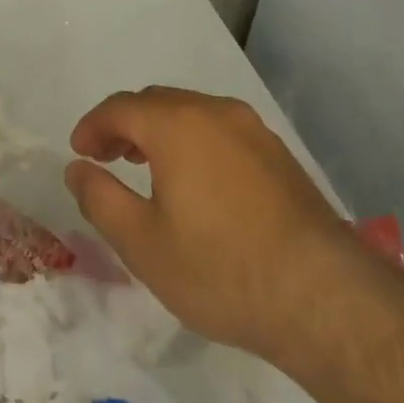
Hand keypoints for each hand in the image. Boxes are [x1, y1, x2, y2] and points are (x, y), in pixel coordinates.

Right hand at [65, 86, 371, 368]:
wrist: (325, 299)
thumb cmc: (220, 269)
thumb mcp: (141, 243)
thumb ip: (99, 198)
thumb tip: (77, 169)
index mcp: (178, 124)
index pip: (121, 107)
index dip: (93, 126)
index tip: (79, 152)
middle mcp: (216, 113)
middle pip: (157, 103)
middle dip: (124, 125)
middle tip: (106, 158)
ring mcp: (254, 131)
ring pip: (192, 114)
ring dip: (160, 132)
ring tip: (144, 166)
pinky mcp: (280, 156)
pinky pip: (220, 132)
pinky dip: (193, 143)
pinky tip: (194, 182)